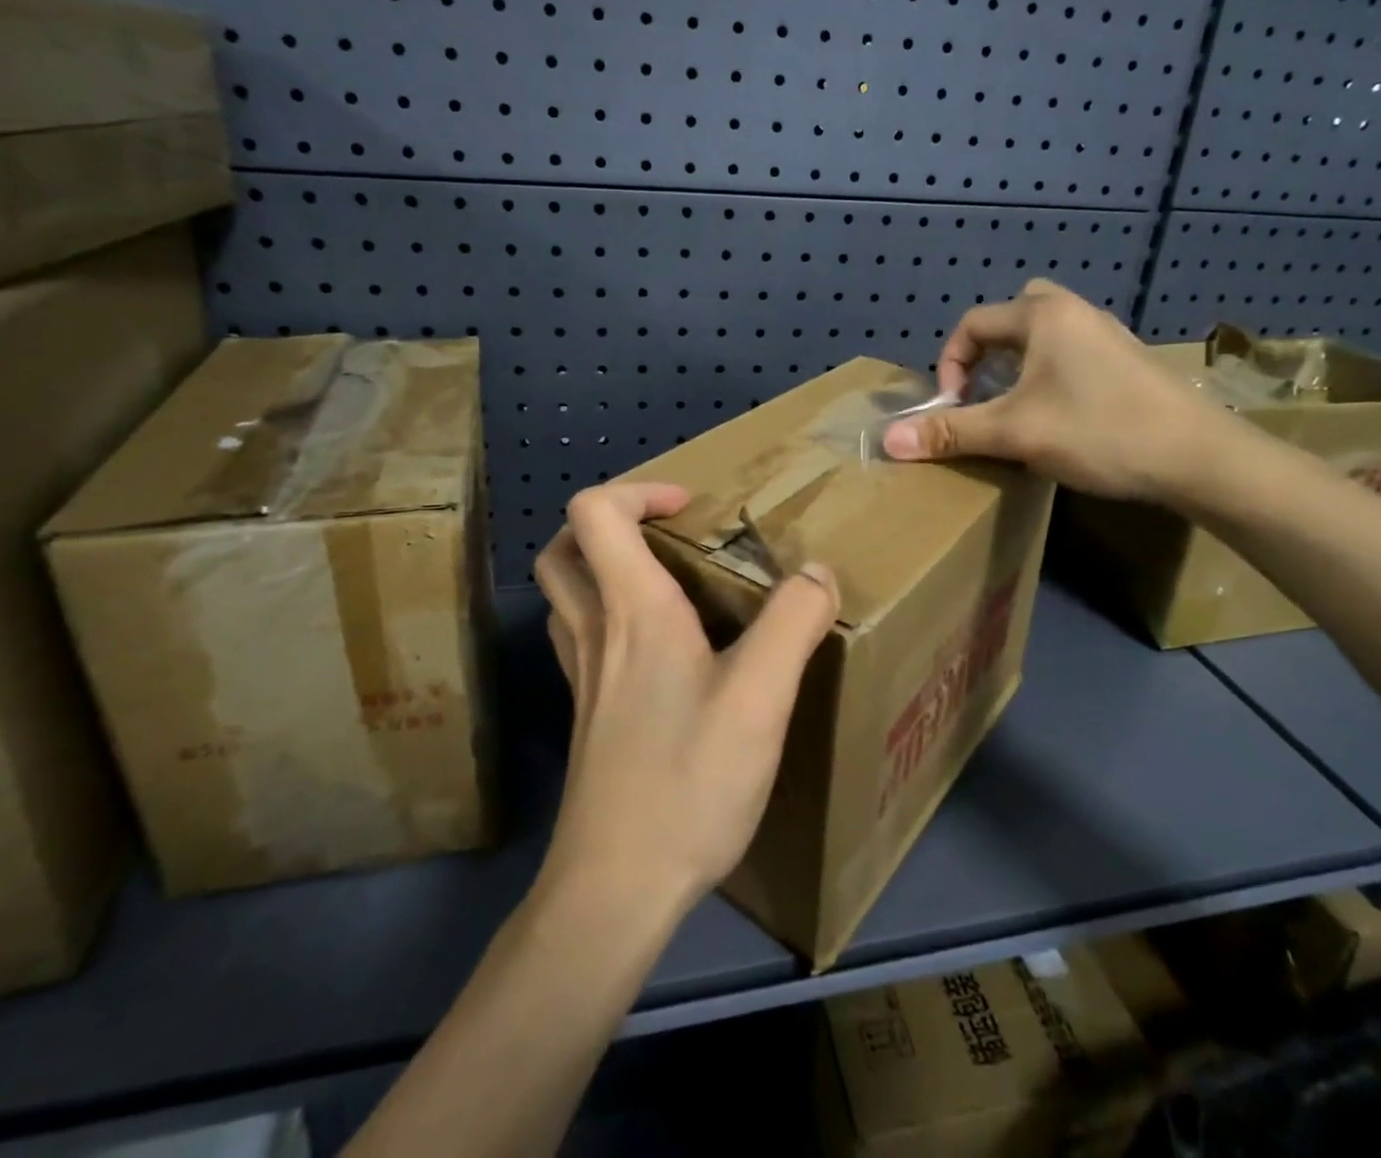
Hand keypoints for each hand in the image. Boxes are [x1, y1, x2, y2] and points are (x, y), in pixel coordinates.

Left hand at [533, 482, 839, 916]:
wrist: (615, 889)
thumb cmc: (687, 782)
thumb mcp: (761, 698)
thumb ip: (793, 623)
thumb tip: (816, 572)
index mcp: (633, 610)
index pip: (595, 512)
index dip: (639, 490)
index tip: (691, 507)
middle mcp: (596, 632)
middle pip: (564, 549)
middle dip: (610, 523)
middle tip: (667, 534)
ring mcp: (583, 677)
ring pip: (567, 595)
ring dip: (602, 567)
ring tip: (663, 579)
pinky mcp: (587, 715)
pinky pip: (581, 638)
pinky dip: (606, 616)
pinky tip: (656, 648)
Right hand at [880, 279, 1234, 502]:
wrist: (1198, 457)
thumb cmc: (1099, 432)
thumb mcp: (1016, 434)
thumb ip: (952, 433)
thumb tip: (888, 441)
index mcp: (1044, 316)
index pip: (973, 323)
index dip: (950, 365)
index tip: (954, 407)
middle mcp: (1076, 312)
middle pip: (1015, 314)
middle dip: (988, 351)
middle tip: (984, 390)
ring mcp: (1108, 336)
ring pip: (1047, 335)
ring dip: (1020, 364)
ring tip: (1015, 407)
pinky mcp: (1128, 362)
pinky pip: (1073, 353)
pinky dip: (1051, 374)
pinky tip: (1060, 417)